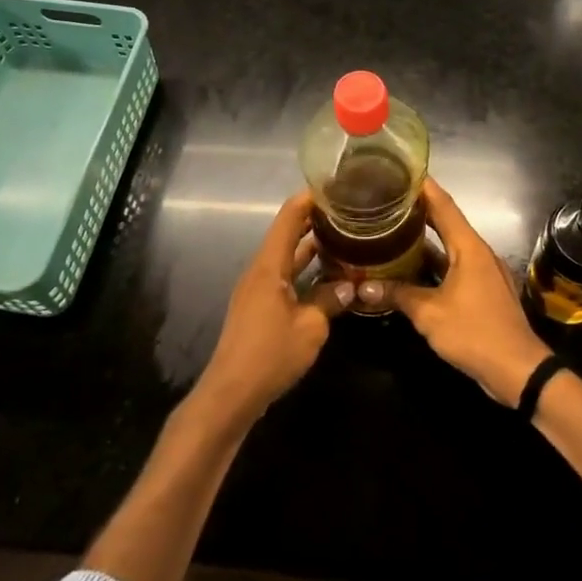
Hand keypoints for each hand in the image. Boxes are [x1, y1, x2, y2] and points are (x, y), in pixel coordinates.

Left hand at [194, 191, 352, 426]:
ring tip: (344, 236)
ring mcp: (257, 289)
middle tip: (348, 211)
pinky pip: (284, 276)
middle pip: (287, 233)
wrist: (231, 394)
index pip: (289, 217)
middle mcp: (260, 270)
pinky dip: (305, 269)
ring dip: (311, 246)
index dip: (310, 198)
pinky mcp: (259, 307)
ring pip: (286, 256)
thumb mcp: (311, 327)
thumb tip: (351, 285)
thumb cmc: (270, 354)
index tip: (336, 186)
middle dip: (315, 219)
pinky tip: (327, 276)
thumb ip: (331, 300)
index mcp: (269, 265)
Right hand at [393, 178, 551, 406]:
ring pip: (449, 247)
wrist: (518, 370)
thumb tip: (362, 286)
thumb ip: (397, 295)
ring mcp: (482, 272)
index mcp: (468, 247)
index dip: (423, 186)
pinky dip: (434, 263)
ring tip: (392, 229)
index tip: (400, 170)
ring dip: (424, 239)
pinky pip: (454, 267)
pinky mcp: (482, 291)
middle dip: (418, 211)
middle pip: (446, 222)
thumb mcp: (429, 314)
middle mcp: (477, 252)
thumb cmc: (474, 332)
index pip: (443, 205)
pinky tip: (411, 269)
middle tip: (387, 200)